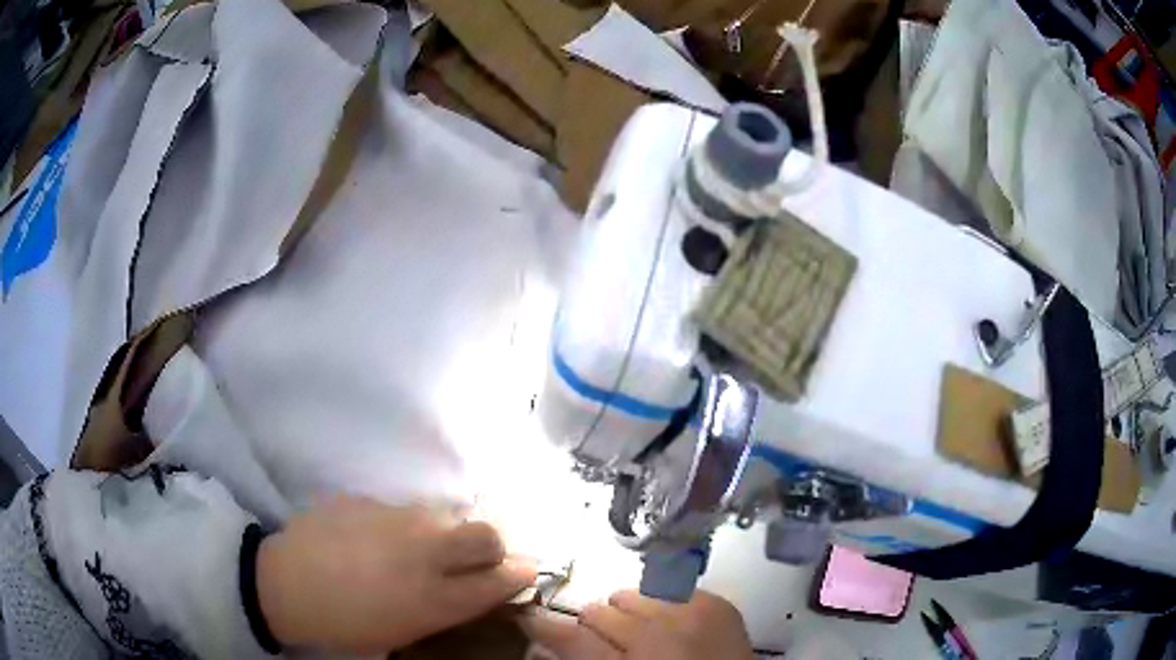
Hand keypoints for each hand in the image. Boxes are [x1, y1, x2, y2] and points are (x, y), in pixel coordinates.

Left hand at [256, 495, 535, 653]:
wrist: (285, 584)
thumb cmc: (348, 624)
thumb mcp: (404, 631)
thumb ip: (447, 607)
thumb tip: (477, 589)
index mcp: (437, 597)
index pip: (503, 577)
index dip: (520, 573)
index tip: (521, 573)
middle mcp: (426, 552)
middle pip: (487, 533)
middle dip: (494, 545)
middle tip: (474, 559)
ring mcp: (395, 519)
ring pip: (443, 516)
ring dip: (443, 533)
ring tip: (415, 550)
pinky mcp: (368, 499)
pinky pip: (401, 510)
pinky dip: (401, 525)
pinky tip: (375, 539)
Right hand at [521, 590, 754, 659]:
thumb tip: (552, 646)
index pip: (570, 638)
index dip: (543, 625)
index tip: (528, 616)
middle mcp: (656, 637)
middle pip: (600, 612)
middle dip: (595, 623)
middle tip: (606, 639)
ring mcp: (691, 615)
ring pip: (632, 596)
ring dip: (629, 612)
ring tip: (641, 630)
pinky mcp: (717, 604)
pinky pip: (672, 592)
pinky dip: (664, 606)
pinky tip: (672, 623)